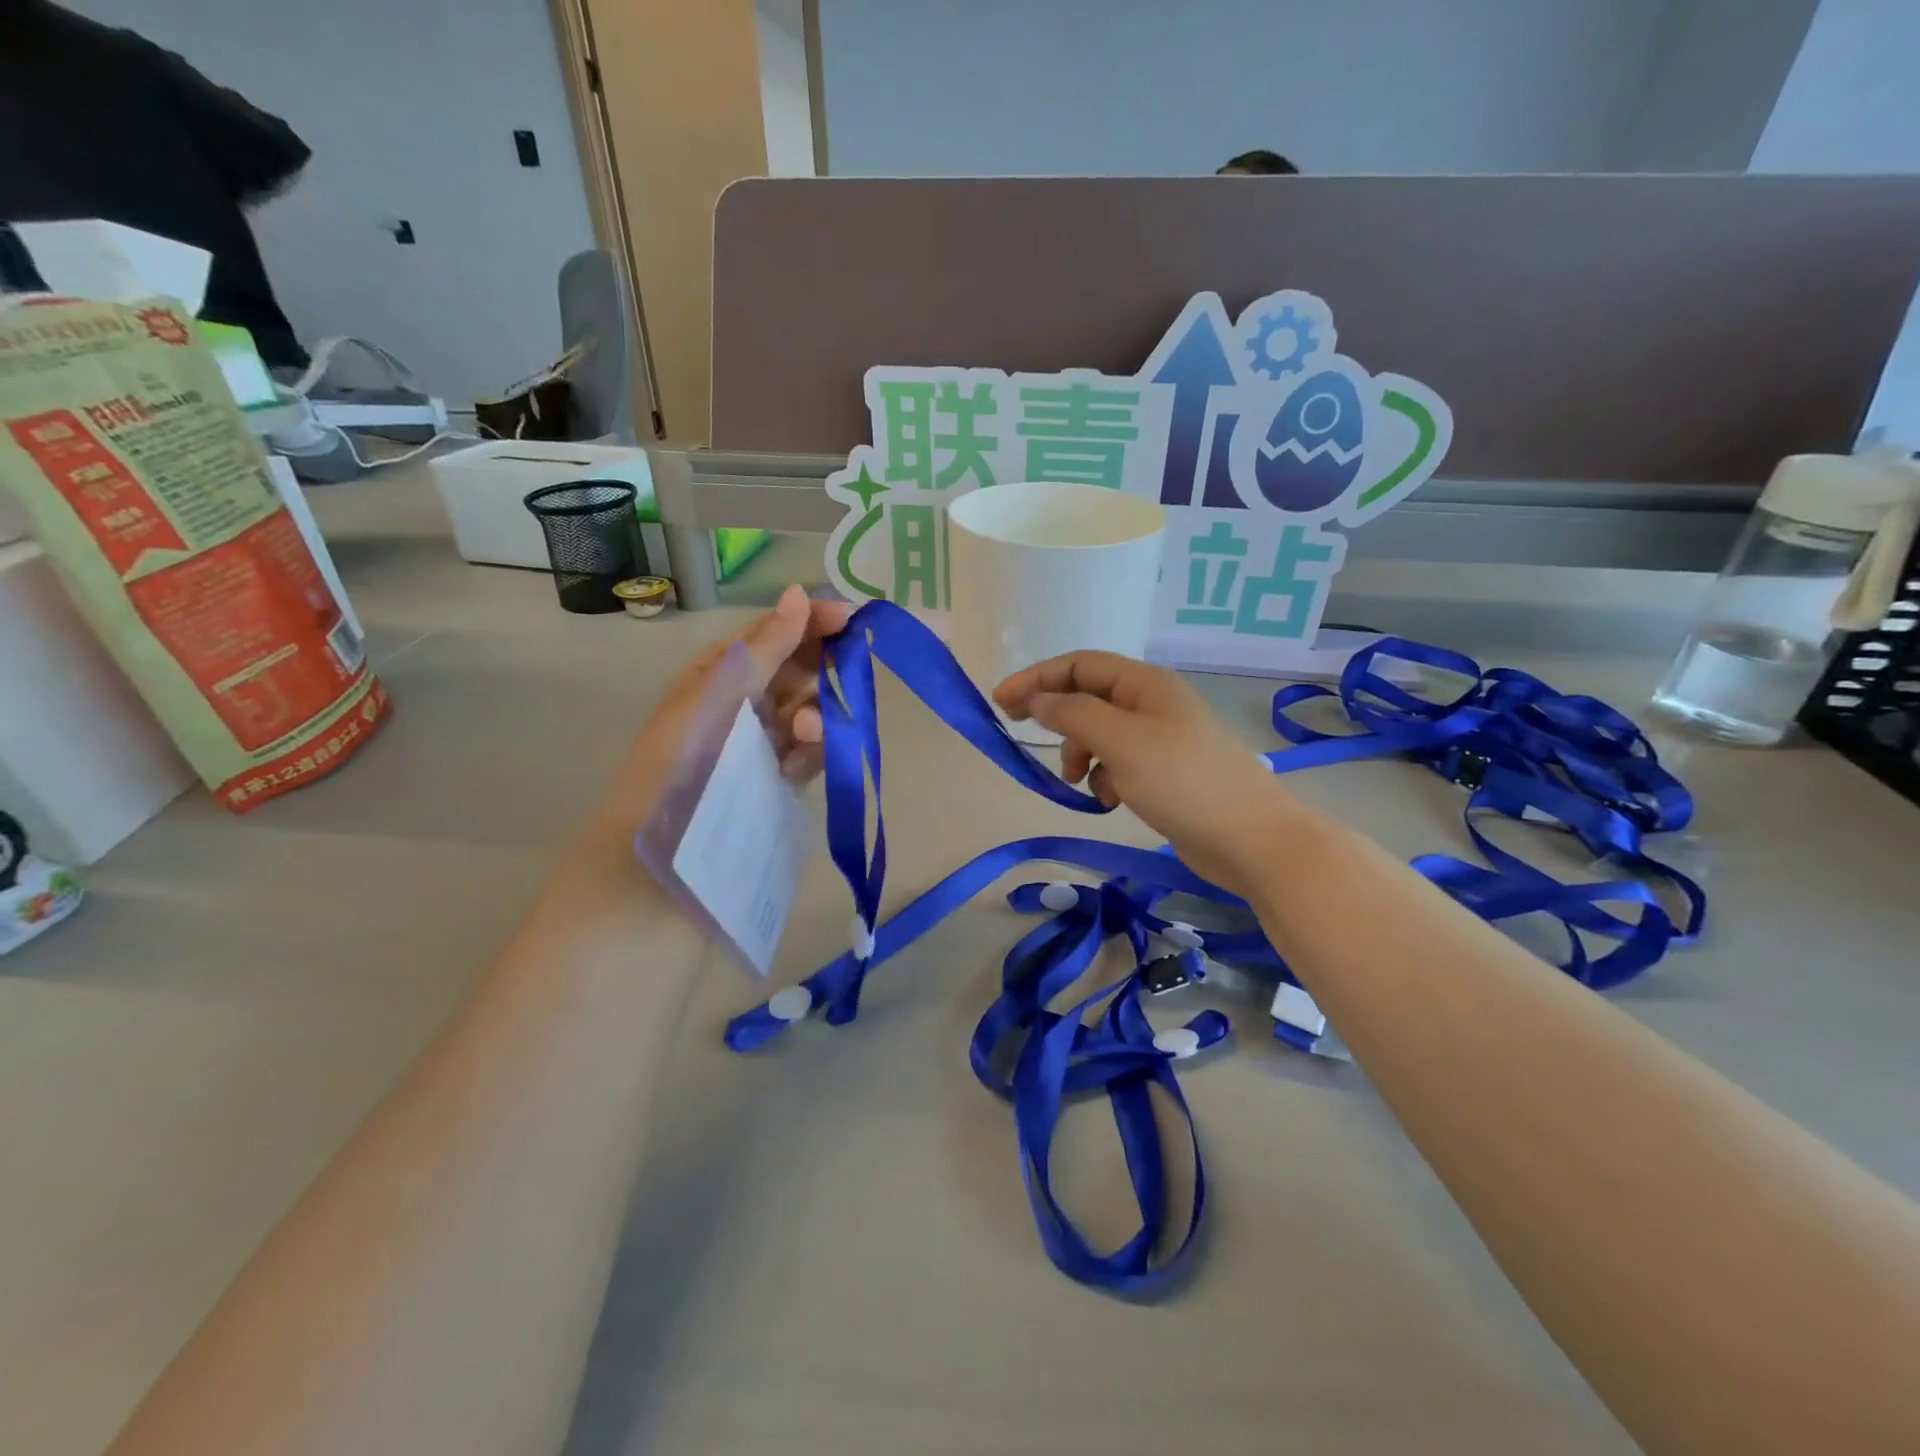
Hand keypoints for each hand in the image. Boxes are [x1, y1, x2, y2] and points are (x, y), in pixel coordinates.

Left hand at [600, 585, 851, 831]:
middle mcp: (744, 701)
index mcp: (721, 673)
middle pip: (797, 671)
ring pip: (810, 710)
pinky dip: (815, 750)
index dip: (810, 621)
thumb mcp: (722, 693)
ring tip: (806, 732)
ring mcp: (763, 740)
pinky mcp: (779, 777)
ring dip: (818, 713)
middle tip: (849, 670)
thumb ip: (767, 647)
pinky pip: (811, 752)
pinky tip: (803, 759)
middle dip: (822, 669)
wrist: (664, 852)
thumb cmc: (684, 759)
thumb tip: (798, 592)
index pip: (773, 634)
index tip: (850, 618)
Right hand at [994, 651, 1305, 895]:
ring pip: (1100, 734)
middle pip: (1087, 696)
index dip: (1036, 678)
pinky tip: (1110, 799)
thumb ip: (1073, 714)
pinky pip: (1118, 763)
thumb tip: (1037, 699)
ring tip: (1079, 781)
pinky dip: (1104, 777)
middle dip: (1056, 717)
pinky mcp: (1164, 772)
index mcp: (1144, 683)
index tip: (1000, 703)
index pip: (1078, 665)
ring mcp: (1160, 738)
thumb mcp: (1121, 742)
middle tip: (1021, 733)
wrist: (1250, 838)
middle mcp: (1151, 703)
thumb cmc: (1183, 781)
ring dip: (1080, 753)